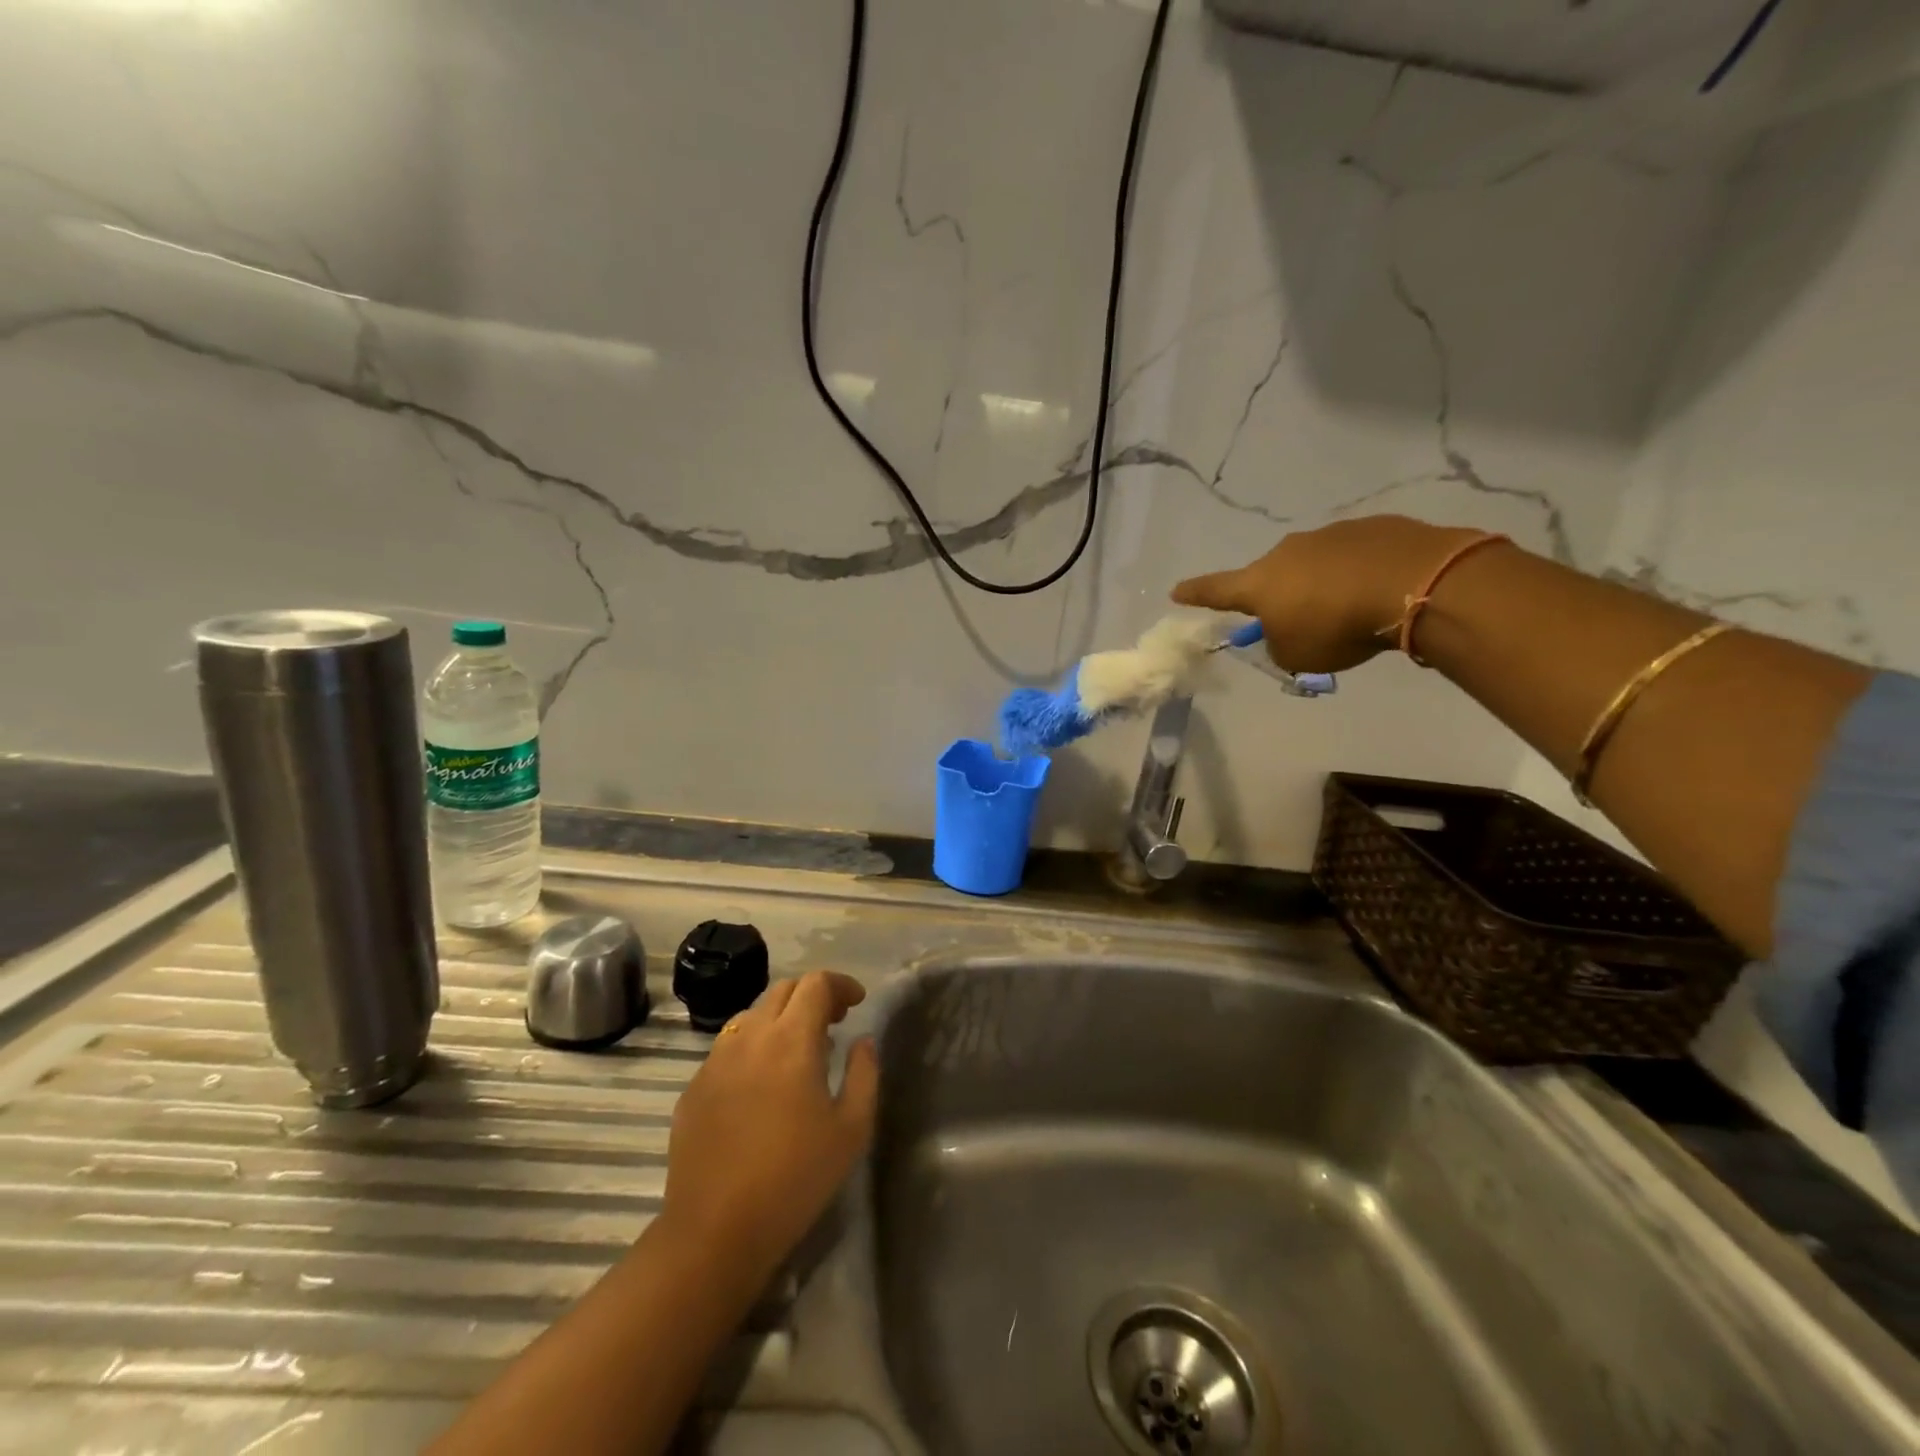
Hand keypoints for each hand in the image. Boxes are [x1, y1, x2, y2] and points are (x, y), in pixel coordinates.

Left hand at [660, 971, 878, 1280]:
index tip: (856, 1003)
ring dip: (780, 1019)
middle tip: (833, 1022)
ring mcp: (716, 1060)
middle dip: (812, 996)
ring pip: (751, 1015)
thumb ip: (864, 1074)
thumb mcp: (852, 1130)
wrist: (714, 1232)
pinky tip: (761, 1084)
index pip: (815, 984)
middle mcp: (750, 1037)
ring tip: (797, 1051)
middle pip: (782, 990)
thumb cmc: (794, 1179)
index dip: (840, 984)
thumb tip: (862, 1042)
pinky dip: (753, 1047)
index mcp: (791, 1041)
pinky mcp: (694, 1087)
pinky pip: (728, 1047)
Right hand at [1172, 515, 1484, 673]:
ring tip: (1349, 609)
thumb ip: (1280, 643)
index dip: (1195, 594)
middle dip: (1278, 596)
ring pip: (1313, 564)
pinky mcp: (1372, 527)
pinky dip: (1356, 572)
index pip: (1216, 590)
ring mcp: (1330, 534)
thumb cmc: (1338, 626)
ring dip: (1321, 584)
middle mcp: (1287, 552)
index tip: (1176, 591)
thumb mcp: (1297, 654)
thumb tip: (1288, 629)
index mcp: (1260, 583)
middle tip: (1299, 621)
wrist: (1414, 583)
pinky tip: (1378, 590)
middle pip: (1271, 576)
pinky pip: (1352, 555)